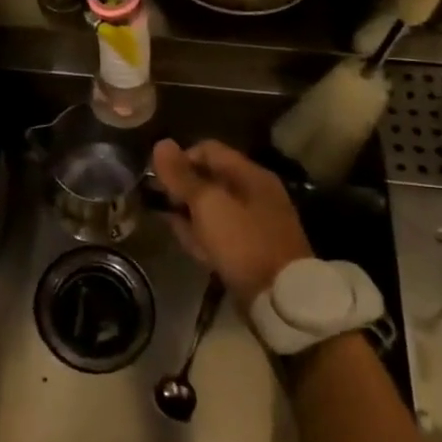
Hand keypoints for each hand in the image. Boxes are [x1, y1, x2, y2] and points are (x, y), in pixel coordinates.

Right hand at [152, 139, 311, 306]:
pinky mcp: (252, 248)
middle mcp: (255, 193)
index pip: (207, 150)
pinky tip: (190, 245)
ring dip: (189, 213)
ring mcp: (255, 222)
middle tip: (162, 204)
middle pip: (209, 179)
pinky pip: (221, 232)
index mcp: (250, 174)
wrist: (280, 299)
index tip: (160, 180)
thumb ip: (182, 176)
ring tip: (172, 225)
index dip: (180, 160)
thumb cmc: (243, 242)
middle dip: (182, 189)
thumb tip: (160, 143)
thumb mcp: (207, 204)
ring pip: (212, 208)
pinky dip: (204, 234)